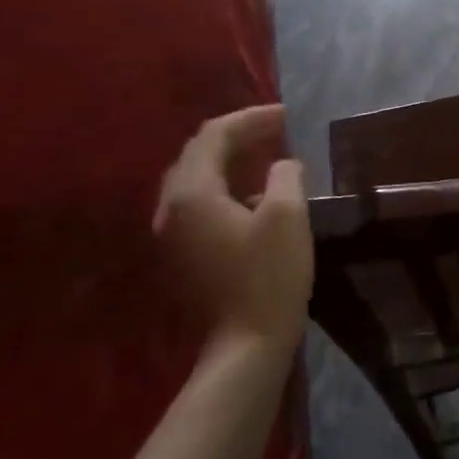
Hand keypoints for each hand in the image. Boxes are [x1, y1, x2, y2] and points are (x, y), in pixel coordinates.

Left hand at [153, 104, 313, 350]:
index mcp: (192, 194)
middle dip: (239, 135)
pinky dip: (226, 185)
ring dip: (231, 160)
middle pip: (198, 154)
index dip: (251, 118)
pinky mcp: (182, 254)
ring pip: (197, 180)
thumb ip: (284, 176)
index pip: (214, 135)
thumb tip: (282, 165)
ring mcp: (171, 235)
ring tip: (269, 153)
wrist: (246, 343)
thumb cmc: (269, 275)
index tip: (288, 115)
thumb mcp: (287, 215)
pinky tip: (256, 193)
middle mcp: (170, 209)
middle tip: (278, 129)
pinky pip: (200, 203)